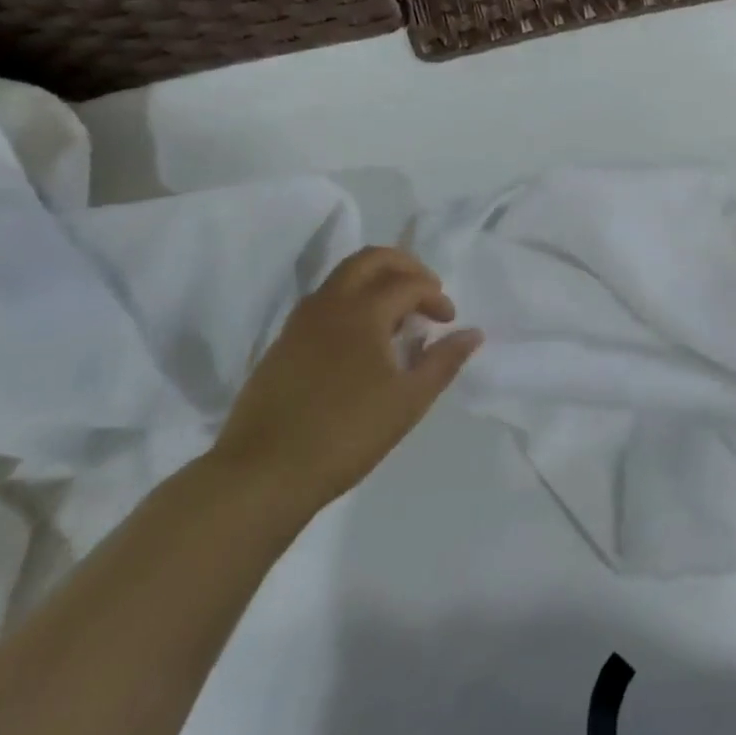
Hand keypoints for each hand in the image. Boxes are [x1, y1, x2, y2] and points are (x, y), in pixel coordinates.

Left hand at [210, 247, 481, 518]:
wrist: (262, 474)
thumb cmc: (346, 434)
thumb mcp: (408, 401)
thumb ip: (443, 361)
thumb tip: (473, 333)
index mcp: (362, 312)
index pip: (408, 284)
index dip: (435, 296)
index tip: (448, 322)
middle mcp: (329, 305)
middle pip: (370, 260)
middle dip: (404, 266)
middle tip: (425, 290)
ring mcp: (299, 323)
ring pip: (342, 278)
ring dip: (375, 282)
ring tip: (397, 316)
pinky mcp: (282, 345)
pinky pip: (324, 303)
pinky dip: (351, 303)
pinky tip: (361, 342)